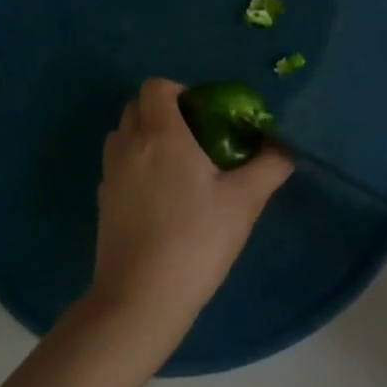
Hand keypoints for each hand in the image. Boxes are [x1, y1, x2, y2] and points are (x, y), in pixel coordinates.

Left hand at [84, 79, 291, 363]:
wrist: (140, 300)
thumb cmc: (195, 241)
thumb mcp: (244, 201)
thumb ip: (269, 166)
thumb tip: (285, 147)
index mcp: (161, 134)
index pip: (156, 86)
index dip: (180, 91)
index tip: (206, 115)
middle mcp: (129, 144)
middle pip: (137, 106)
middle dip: (165, 112)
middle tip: (198, 138)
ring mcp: (110, 173)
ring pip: (124, 134)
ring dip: (147, 136)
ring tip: (179, 166)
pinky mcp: (102, 201)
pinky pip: (118, 164)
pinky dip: (136, 165)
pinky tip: (161, 198)